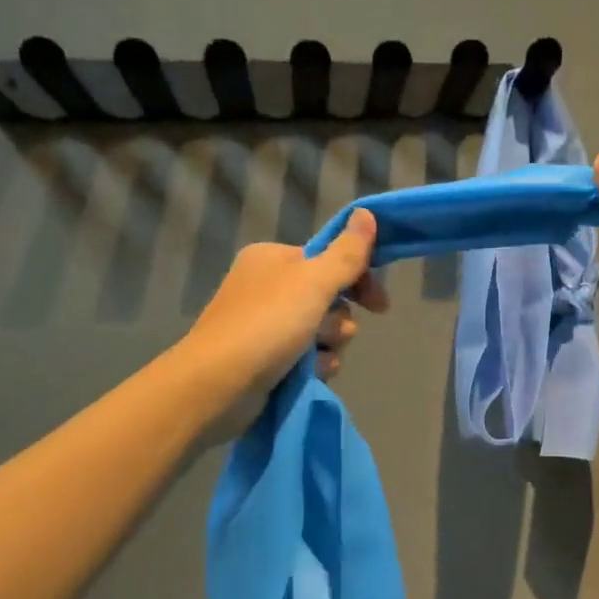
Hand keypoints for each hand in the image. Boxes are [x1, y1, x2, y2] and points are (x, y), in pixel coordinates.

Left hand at [179, 210, 390, 439]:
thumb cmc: (266, 324)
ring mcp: (266, 325)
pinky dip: (313, 366)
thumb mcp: (313, 282)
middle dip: (337, 321)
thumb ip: (346, 253)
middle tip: (328, 334)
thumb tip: (367, 213)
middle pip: (330, 299)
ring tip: (310, 358)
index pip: (330, 261)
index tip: (380, 306)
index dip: (358, 281)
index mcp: (273, 258)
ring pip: (323, 332)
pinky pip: (309, 357)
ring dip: (327, 346)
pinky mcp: (267, 359)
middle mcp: (268, 287)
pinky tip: (305, 375)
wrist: (218, 385)